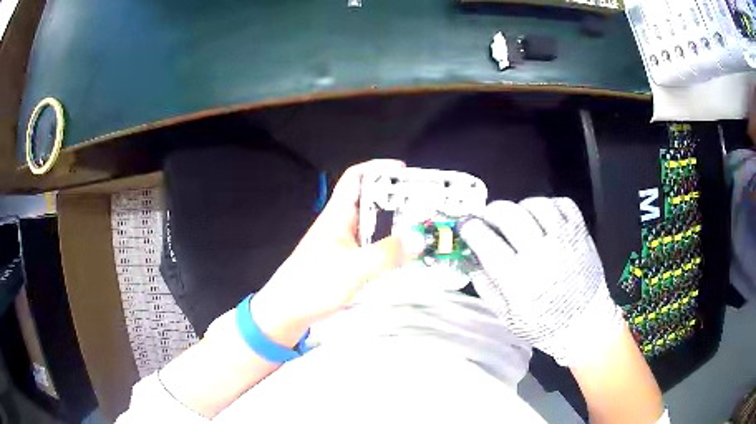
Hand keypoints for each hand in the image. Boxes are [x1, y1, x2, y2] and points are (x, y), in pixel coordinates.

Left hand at [251, 160, 421, 346]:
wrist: (285, 312)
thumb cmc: (313, 285)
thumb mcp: (353, 269)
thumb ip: (386, 254)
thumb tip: (419, 238)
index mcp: (336, 216)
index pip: (355, 178)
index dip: (378, 168)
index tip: (404, 171)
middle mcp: (338, 225)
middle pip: (367, 200)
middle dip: (394, 198)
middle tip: (422, 205)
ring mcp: (340, 244)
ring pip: (369, 225)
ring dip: (392, 224)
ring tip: (418, 229)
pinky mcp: (341, 262)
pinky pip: (368, 246)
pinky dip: (385, 246)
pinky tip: (400, 257)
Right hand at [459, 197, 624, 366]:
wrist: (584, 324)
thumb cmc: (543, 325)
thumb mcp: (506, 315)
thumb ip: (486, 286)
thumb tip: (471, 258)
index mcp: (517, 277)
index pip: (485, 239)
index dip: (469, 227)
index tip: (465, 225)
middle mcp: (540, 253)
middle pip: (508, 214)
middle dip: (491, 211)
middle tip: (488, 219)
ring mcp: (563, 239)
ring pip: (535, 204)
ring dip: (520, 207)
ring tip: (518, 218)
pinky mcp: (581, 233)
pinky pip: (562, 204)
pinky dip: (549, 205)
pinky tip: (543, 218)